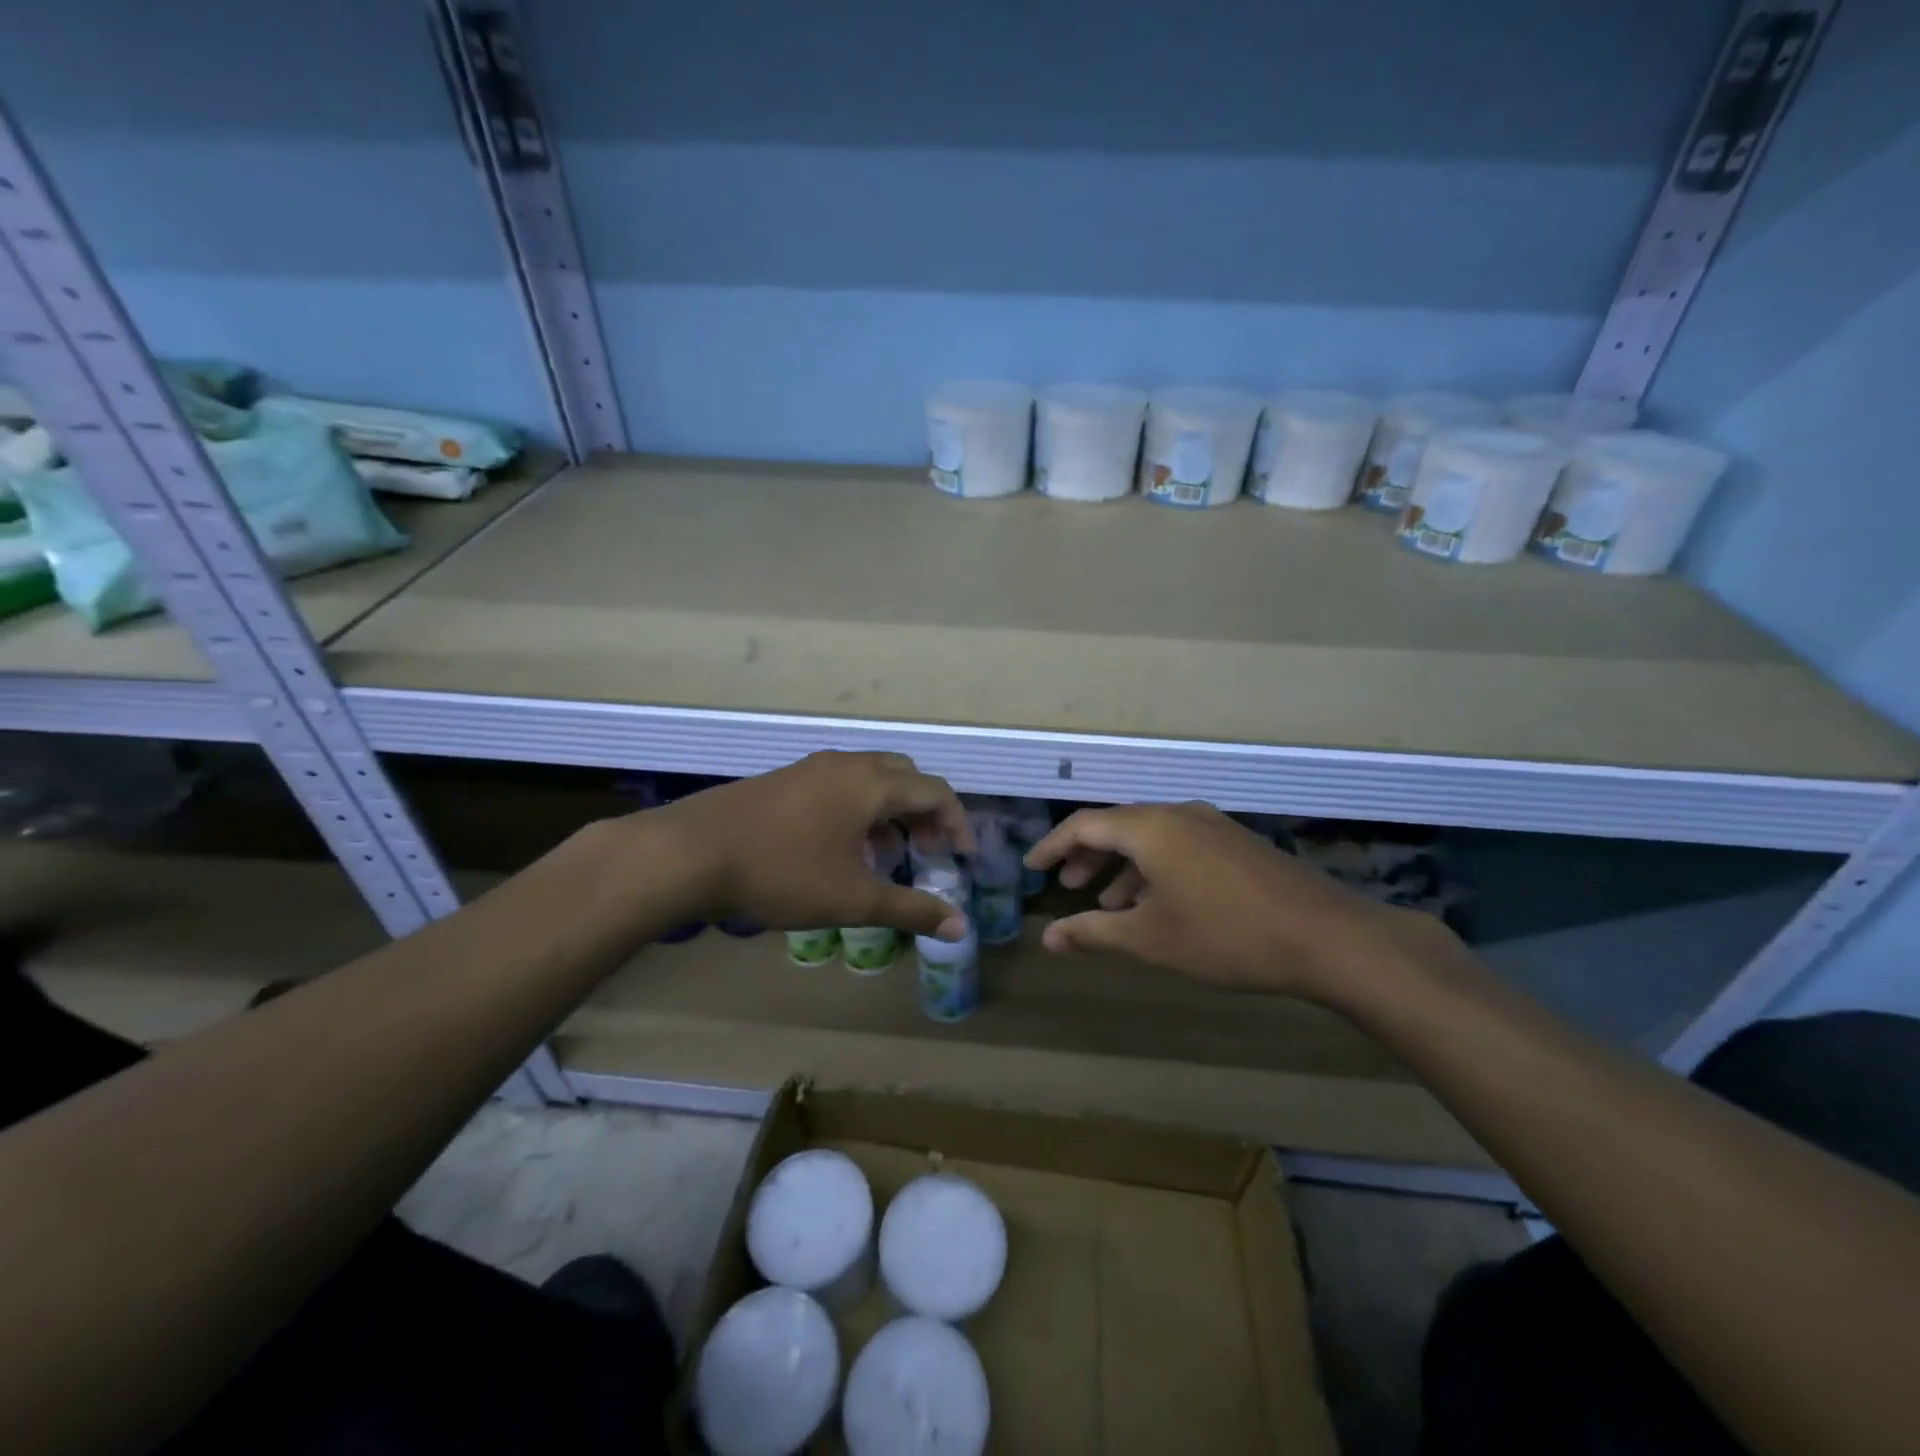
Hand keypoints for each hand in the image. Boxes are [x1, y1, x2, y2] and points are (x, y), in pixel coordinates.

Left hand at [659, 752, 972, 938]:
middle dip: (924, 813)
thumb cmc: (782, 872)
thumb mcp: (852, 899)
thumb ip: (910, 909)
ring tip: (884, 856)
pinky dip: (858, 810)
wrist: (689, 852)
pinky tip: (838, 850)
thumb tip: (959, 927)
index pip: (935, 791)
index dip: (957, 822)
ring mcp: (811, 768)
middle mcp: (846, 765)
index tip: (962, 858)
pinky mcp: (783, 780)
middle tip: (925, 852)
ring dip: (889, 812)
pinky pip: (839, 786)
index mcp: (871, 783)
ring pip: (869, 780)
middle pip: (905, 776)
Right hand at [1024, 802, 1446, 999]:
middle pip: (1118, 826)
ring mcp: (1213, 827)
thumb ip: (1094, 932)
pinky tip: (1159, 904)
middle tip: (1069, 885)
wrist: (1327, 937)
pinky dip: (1155, 869)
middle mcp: (1178, 815)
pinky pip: (1179, 846)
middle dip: (1088, 856)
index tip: (1033, 868)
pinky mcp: (1237, 845)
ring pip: (1151, 838)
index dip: (1053, 846)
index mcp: (1150, 827)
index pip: (1085, 825)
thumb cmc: (1225, 935)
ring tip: (1109, 903)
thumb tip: (1049, 938)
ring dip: (1123, 866)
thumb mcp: (1151, 938)